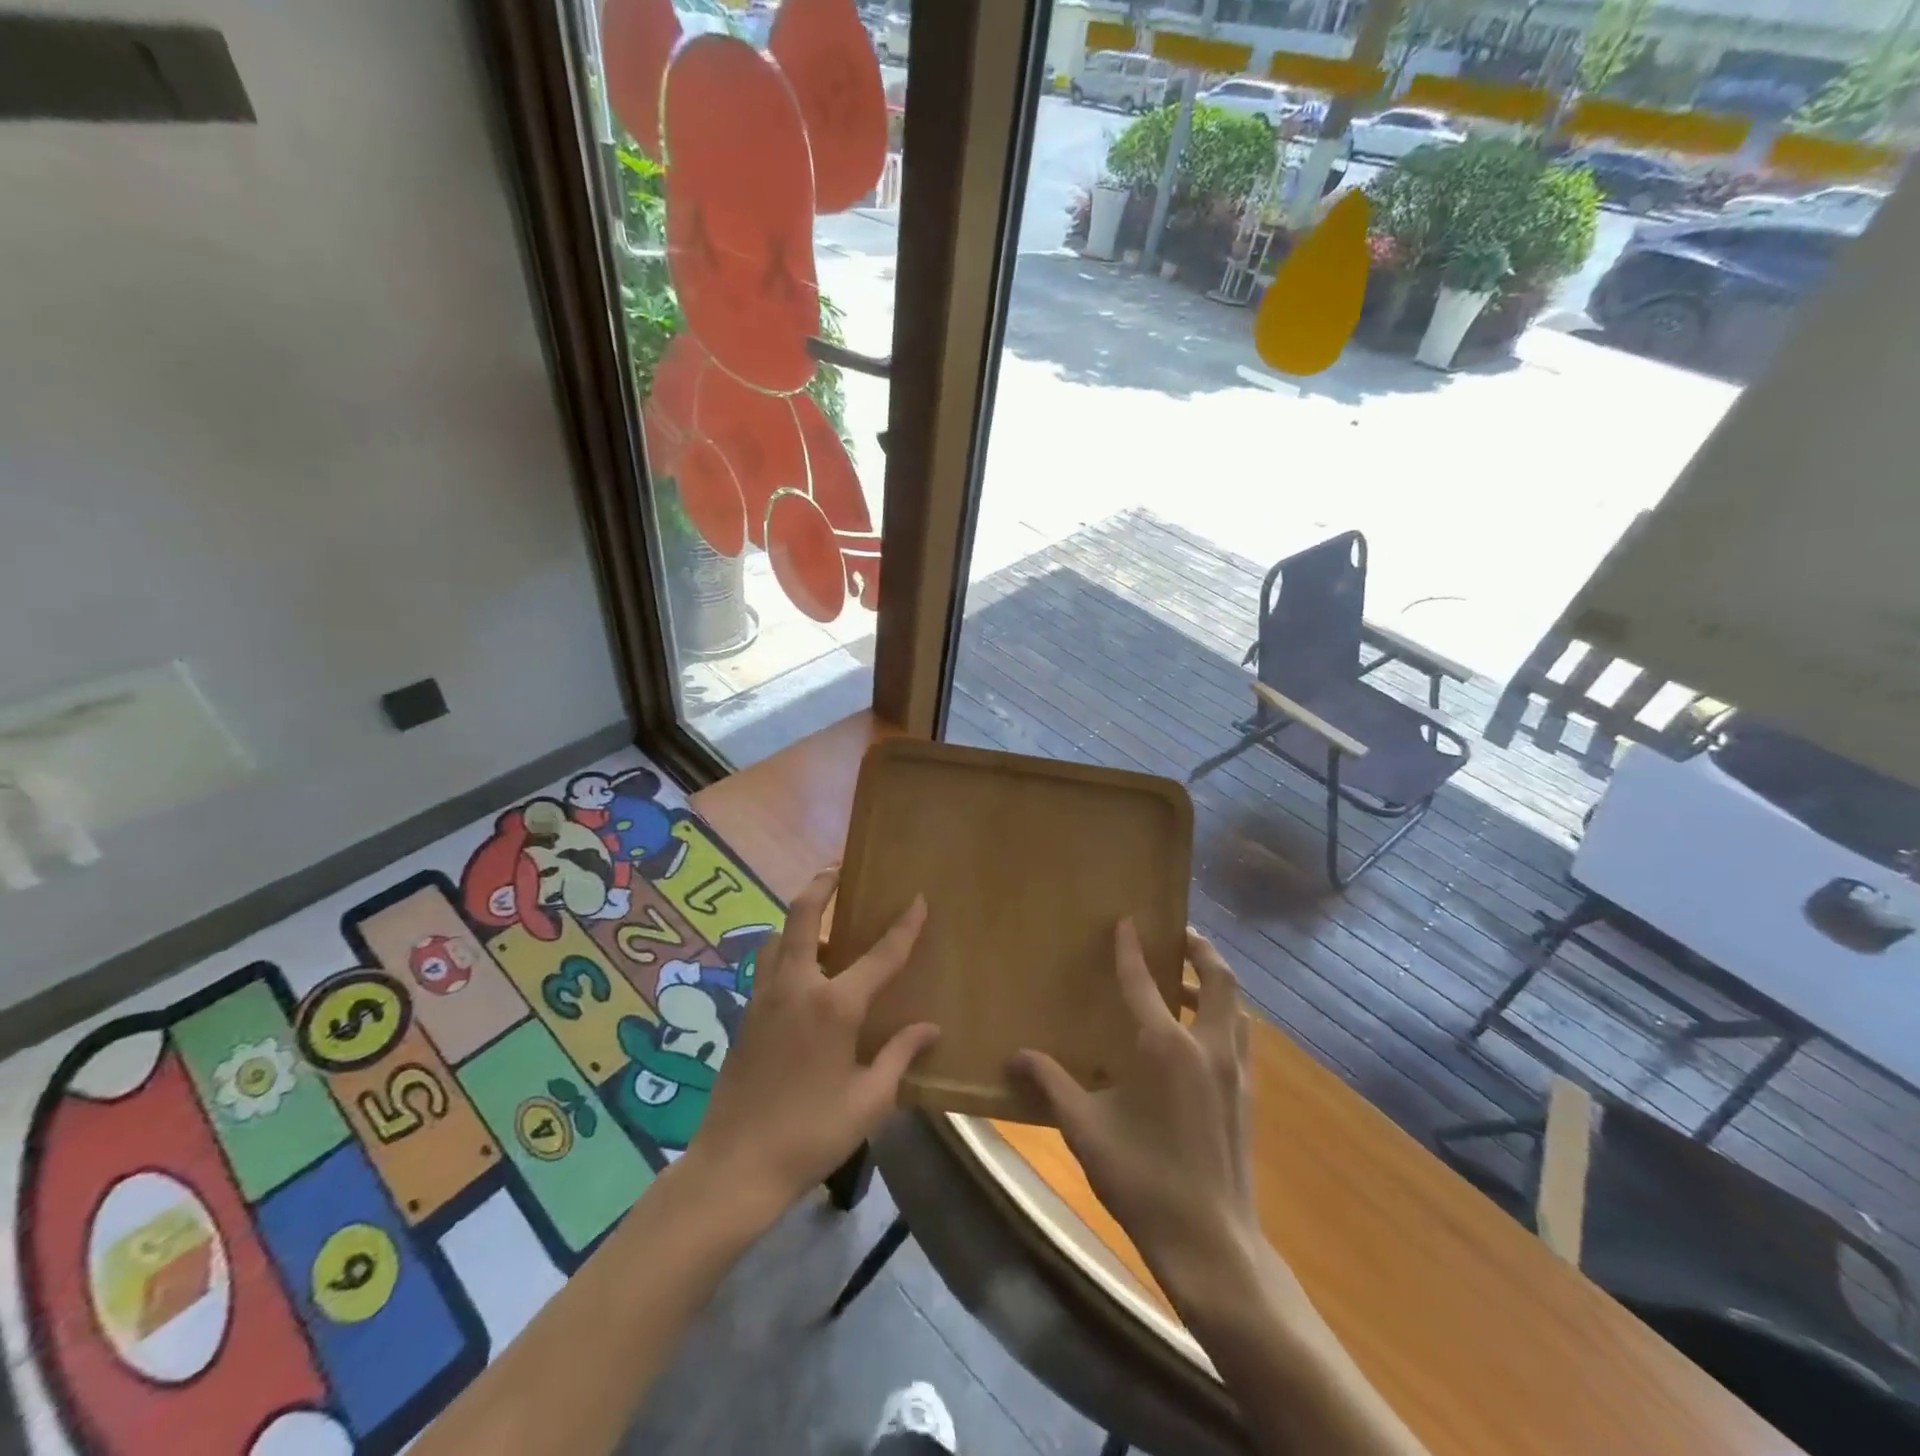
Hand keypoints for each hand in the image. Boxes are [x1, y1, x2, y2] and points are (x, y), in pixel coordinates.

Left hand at [686, 868, 938, 1220]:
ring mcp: (764, 998)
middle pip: (802, 915)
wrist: (734, 1167)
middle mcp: (797, 987)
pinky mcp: (745, 1015)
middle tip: (837, 867)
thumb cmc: (810, 1135)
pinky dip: (784, 951)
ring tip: (822, 926)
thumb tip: (930, 1028)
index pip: (879, 954)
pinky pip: (767, 965)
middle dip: (820, 884)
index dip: (903, 925)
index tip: (917, 898)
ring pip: (777, 937)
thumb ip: (900, 1056)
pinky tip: (802, 976)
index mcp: (834, 1006)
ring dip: (798, 919)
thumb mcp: (869, 1101)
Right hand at [1011, 923, 1256, 1314]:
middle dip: (1201, 950)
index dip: (1131, 949)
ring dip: (1214, 985)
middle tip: (1180, 936)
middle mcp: (1207, 1047)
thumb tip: (1014, 1057)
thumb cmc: (1144, 1180)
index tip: (1127, 921)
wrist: (1212, 1245)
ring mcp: (1235, 1072)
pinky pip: (1239, 1037)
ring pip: (1235, 1008)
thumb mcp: (1086, 1129)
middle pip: (1218, 980)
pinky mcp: (1247, 1096)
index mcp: (1166, 1048)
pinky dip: (1222, 1018)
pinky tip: (1196, 1040)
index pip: (1144, 982)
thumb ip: (1051, 1084)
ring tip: (1185, 984)